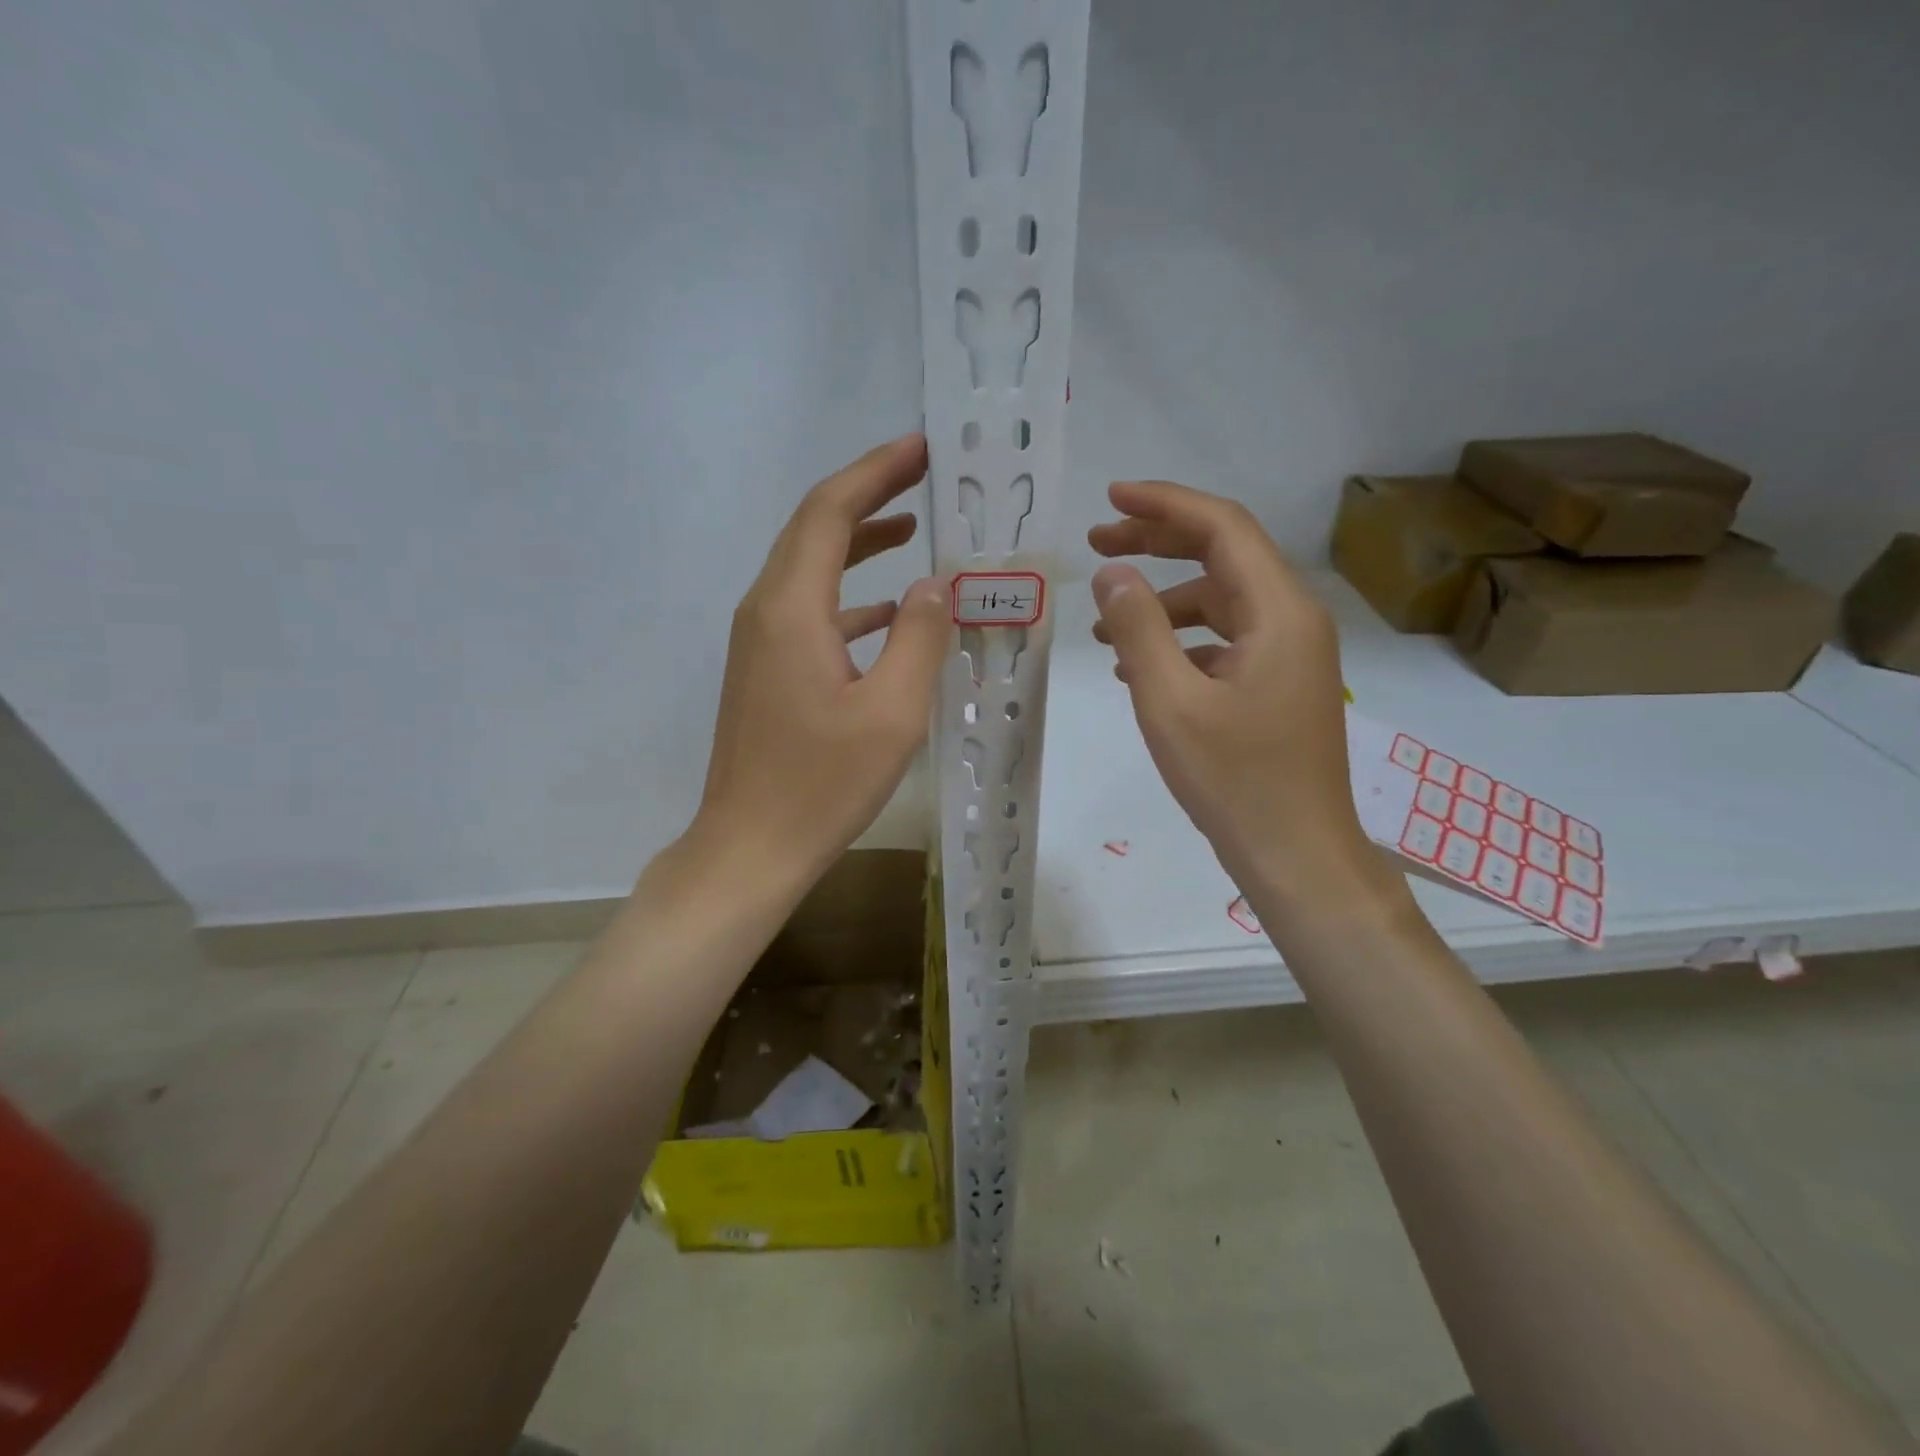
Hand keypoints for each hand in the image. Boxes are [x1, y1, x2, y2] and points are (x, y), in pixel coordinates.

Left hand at [688, 434, 949, 884]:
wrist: (750, 846)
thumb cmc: (822, 784)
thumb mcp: (891, 712)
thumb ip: (920, 638)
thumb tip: (935, 585)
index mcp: (791, 608)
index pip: (830, 511)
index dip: (875, 472)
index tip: (923, 449)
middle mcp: (765, 610)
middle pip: (814, 528)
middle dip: (868, 494)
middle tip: (924, 475)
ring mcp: (759, 641)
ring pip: (810, 568)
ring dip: (859, 543)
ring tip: (913, 528)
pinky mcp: (765, 669)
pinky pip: (809, 610)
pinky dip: (850, 596)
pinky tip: (891, 612)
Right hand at [1088, 480, 1373, 899]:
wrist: (1296, 854)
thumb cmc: (1234, 780)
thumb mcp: (1170, 702)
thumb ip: (1138, 628)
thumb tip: (1112, 572)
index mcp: (1278, 612)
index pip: (1222, 528)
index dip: (1164, 505)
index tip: (1110, 498)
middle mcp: (1293, 620)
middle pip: (1222, 557)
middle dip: (1157, 544)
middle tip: (1096, 545)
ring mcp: (1289, 655)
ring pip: (1220, 602)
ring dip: (1163, 602)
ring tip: (1104, 625)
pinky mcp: (1277, 685)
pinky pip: (1225, 641)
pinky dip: (1181, 641)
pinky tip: (1140, 667)